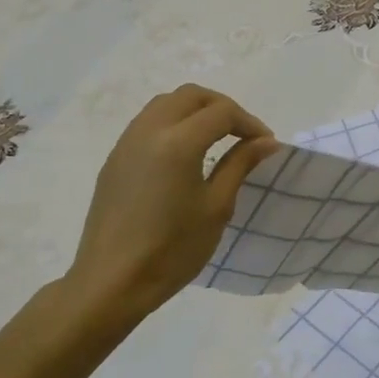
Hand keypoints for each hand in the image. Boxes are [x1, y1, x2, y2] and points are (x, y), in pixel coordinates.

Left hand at [66, 84, 279, 320]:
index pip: (222, 112)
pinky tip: (185, 154)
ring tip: (216, 139)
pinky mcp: (115, 159)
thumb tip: (266, 141)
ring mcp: (126, 143)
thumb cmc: (172, 249)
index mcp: (178, 142)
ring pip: (165, 104)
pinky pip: (147, 123)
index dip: (249, 123)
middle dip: (222, 107)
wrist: (112, 282)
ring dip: (195, 111)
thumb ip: (241, 165)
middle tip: (242, 134)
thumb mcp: (216, 207)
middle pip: (191, 95)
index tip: (266, 145)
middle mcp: (149, 130)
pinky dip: (173, 123)